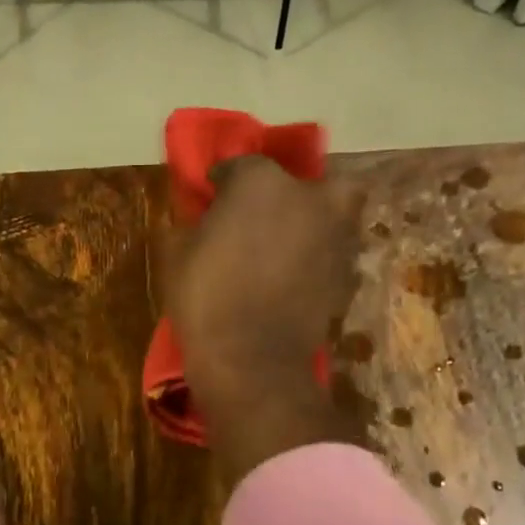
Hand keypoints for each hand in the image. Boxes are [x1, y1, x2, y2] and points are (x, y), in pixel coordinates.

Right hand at [166, 157, 361, 478]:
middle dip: (291, 192)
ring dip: (313, 223)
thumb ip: (193, 223)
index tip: (212, 196)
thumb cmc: (205, 298)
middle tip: (269, 215)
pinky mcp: (347, 274)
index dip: (224, 181)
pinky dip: (319, 259)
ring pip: (333, 213)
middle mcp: (308, 198)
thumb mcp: (177, 254)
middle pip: (308, 181)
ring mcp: (335, 236)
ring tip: (286, 247)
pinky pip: (333, 253)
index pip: (241, 165)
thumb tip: (201, 219)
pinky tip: (297, 277)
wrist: (251, 360)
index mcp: (261, 182)